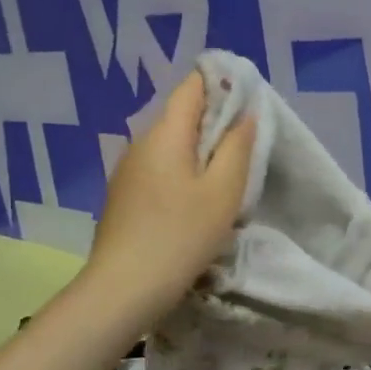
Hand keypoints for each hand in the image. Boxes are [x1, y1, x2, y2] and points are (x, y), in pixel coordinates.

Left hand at [83, 72, 255, 325]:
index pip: (191, 86)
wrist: (124, 288)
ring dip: (198, 148)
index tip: (247, 96)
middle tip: (246, 140)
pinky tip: (195, 197)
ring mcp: (127, 170)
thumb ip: (237, 147)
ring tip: (225, 170)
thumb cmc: (181, 235)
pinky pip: (158, 167)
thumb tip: (245, 113)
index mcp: (165, 133)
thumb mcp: (222, 192)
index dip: (220, 82)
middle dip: (213, 119)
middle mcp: (140, 142)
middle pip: (180, 114)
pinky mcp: (123, 195)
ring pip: (169, 143)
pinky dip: (181, 169)